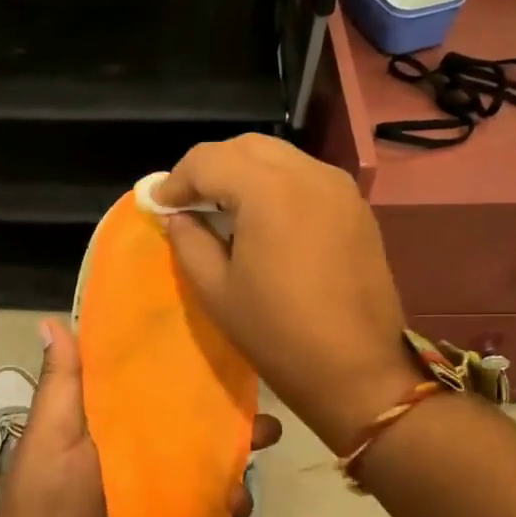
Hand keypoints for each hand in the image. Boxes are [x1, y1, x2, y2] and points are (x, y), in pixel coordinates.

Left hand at [0, 317, 281, 516]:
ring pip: (209, 469)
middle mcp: (139, 452)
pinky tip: (233, 514)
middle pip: (194, 427)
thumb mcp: (51, 436)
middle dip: (232, 424)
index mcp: (110, 422)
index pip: (156, 385)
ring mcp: (158, 492)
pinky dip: (227, 509)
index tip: (227, 351)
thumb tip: (51, 319)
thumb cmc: (47, 503)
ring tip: (240, 484)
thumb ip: (62, 384)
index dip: (190, 370)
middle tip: (263, 428)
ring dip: (234, 471)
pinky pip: (209, 511)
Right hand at [159, 135, 415, 452]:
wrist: (356, 370)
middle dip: (210, 168)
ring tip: (222, 209)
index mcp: (270, 191)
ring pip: (280, 157)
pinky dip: (275, 186)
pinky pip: (306, 178)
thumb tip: (177, 216)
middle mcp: (309, 174)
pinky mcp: (356, 208)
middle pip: (247, 147)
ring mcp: (340, 188)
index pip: (210, 159)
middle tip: (187, 202)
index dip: (177, 180)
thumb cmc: (276, 334)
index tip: (159, 205)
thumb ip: (189, 241)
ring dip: (244, 173)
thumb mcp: (216, 290)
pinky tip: (262, 220)